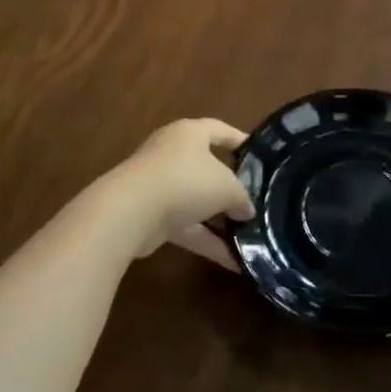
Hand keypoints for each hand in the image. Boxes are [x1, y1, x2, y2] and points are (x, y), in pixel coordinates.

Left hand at [101, 118, 252, 267]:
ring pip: (196, 201)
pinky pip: (186, 226)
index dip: (241, 141)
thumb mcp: (227, 186)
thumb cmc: (185, 181)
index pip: (220, 130)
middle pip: (207, 167)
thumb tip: (246, 210)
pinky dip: (207, 241)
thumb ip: (242, 196)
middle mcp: (172, 153)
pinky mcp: (151, 215)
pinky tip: (232, 261)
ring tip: (249, 237)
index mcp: (190, 134)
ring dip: (219, 220)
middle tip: (255, 202)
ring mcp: (159, 185)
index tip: (260, 158)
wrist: (130, 212)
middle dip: (230, 188)